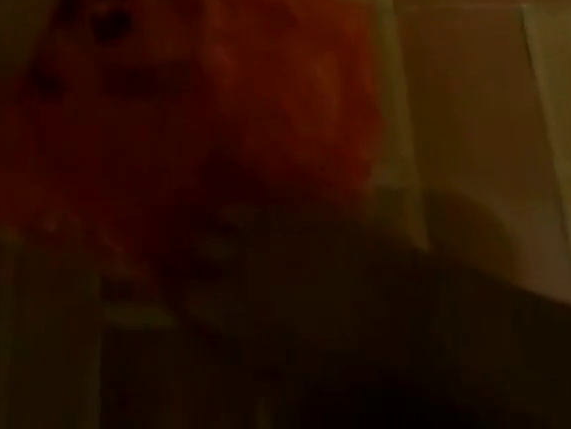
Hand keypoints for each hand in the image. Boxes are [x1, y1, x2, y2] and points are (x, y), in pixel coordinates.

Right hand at [175, 204, 439, 385]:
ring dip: (218, 222)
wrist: (398, 304)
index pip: (190, 293)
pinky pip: (260, 198)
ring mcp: (270, 219)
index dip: (179, 292)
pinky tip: (255, 215)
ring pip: (226, 210)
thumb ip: (248, 352)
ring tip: (217, 228)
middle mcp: (244, 251)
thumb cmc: (347, 358)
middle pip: (200, 242)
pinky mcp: (296, 200)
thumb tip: (221, 336)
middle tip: (190, 256)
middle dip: (192, 250)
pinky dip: (251, 208)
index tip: (172, 290)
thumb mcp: (291, 371)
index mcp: (239, 301)